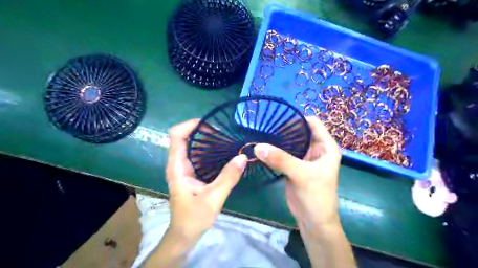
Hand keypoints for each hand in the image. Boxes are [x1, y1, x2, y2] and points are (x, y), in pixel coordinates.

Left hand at [167, 119, 245, 242]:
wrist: (184, 235)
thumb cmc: (194, 218)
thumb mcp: (213, 198)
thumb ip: (228, 177)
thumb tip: (242, 157)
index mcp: (177, 167)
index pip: (176, 135)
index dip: (190, 125)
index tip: (210, 125)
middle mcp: (178, 164)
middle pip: (185, 137)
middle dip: (203, 132)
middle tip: (224, 134)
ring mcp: (184, 169)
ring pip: (193, 146)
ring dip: (208, 141)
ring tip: (226, 141)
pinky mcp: (191, 174)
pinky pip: (199, 156)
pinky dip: (210, 151)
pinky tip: (224, 154)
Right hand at [256, 118, 340, 232]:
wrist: (313, 221)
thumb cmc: (316, 196)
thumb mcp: (301, 175)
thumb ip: (280, 159)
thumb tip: (258, 145)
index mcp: (326, 147)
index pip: (312, 123)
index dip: (297, 118)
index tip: (278, 116)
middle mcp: (316, 149)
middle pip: (300, 132)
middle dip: (284, 128)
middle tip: (265, 125)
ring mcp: (304, 158)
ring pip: (290, 143)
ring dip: (278, 139)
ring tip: (261, 133)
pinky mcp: (294, 166)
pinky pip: (284, 153)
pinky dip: (275, 150)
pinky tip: (263, 147)